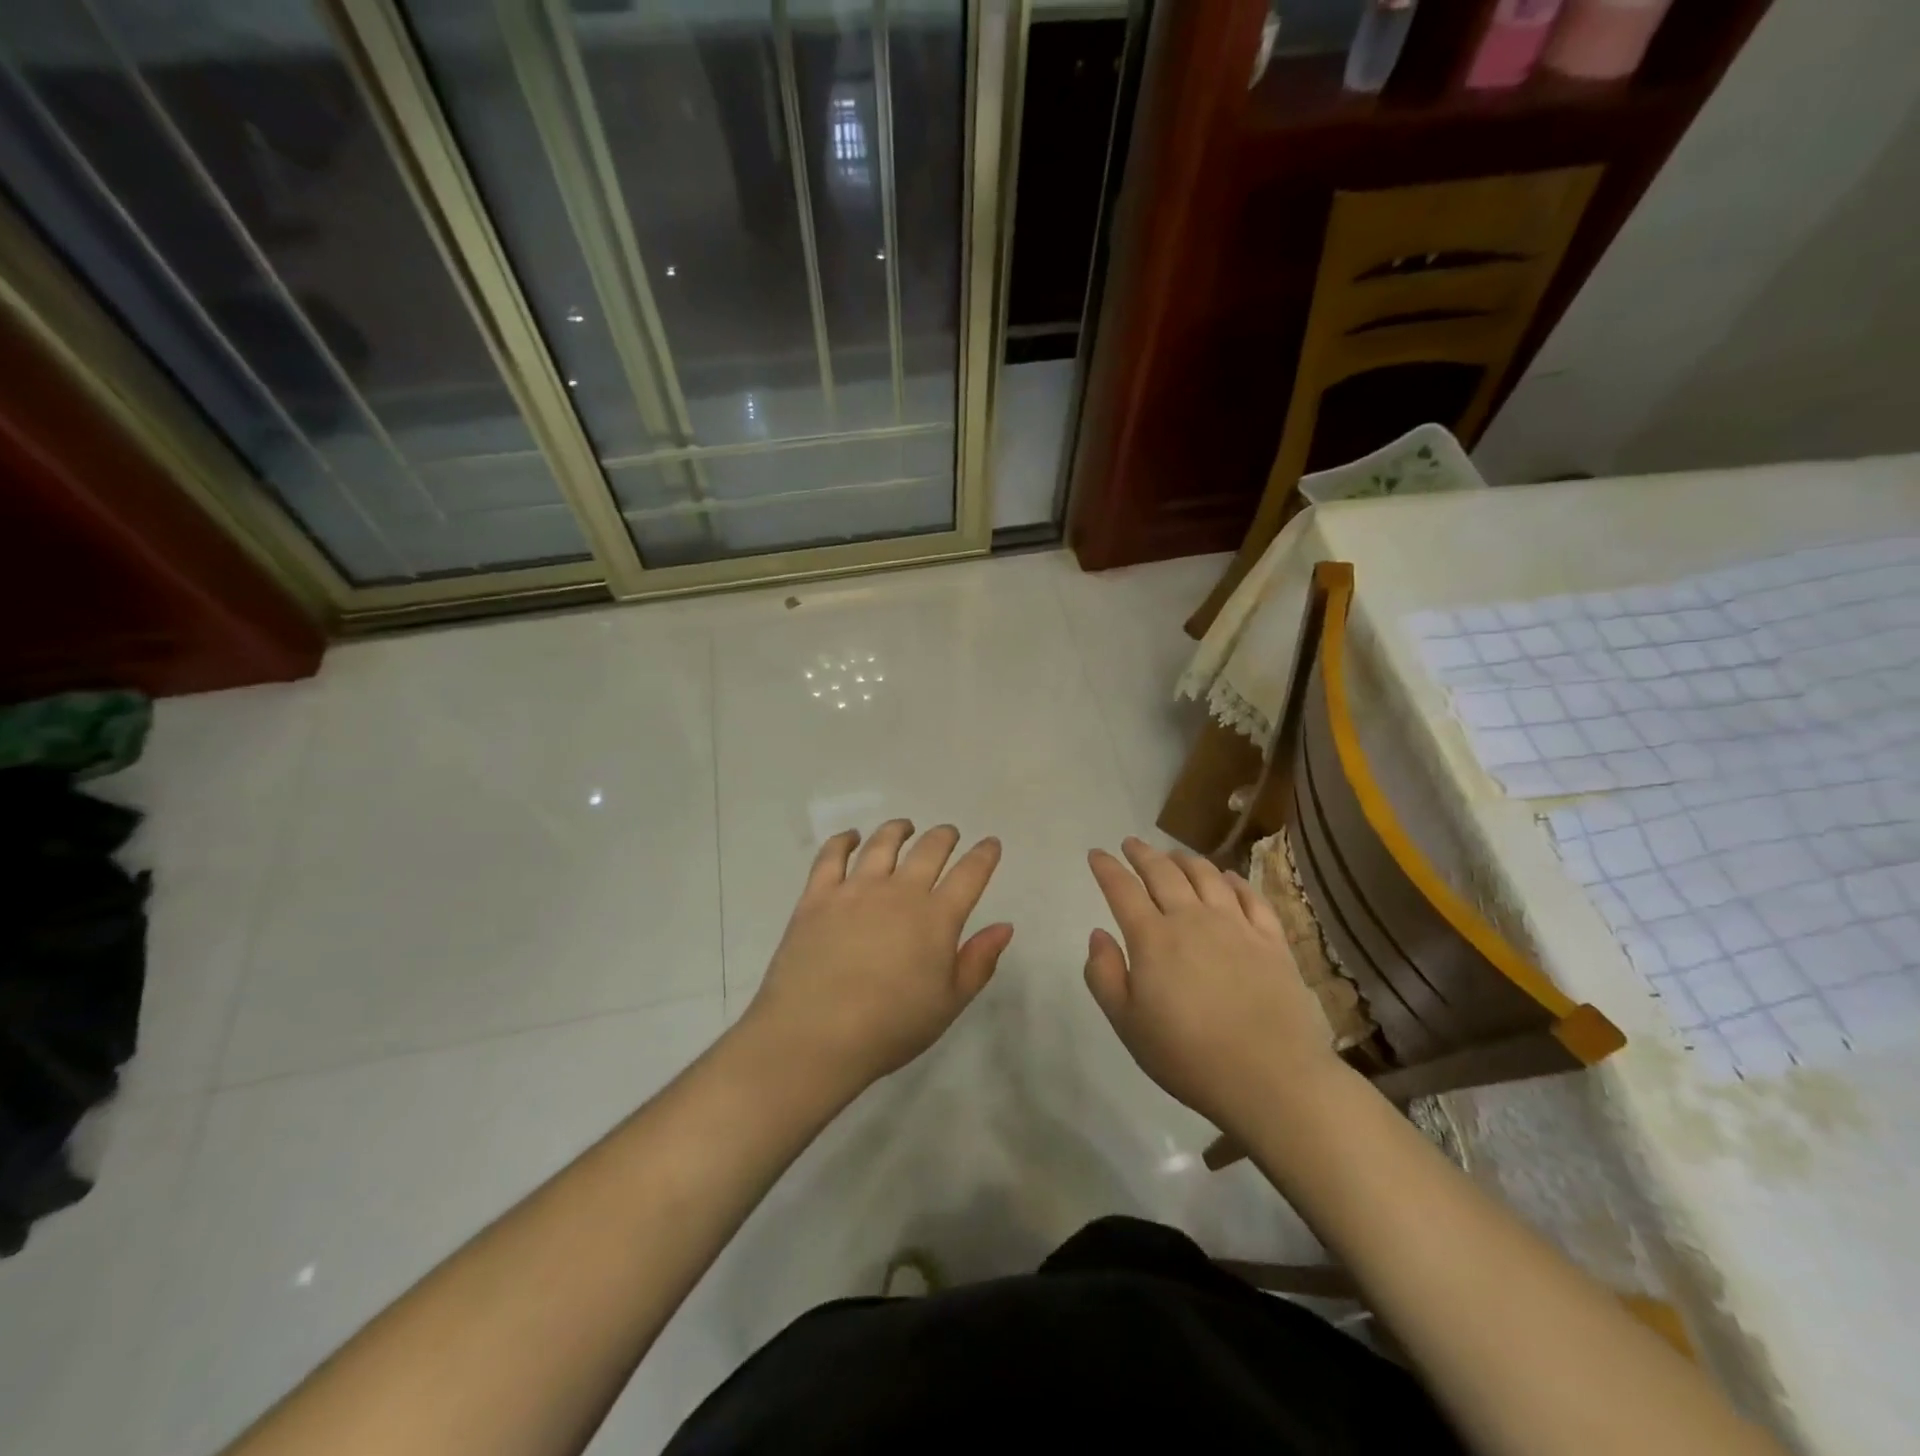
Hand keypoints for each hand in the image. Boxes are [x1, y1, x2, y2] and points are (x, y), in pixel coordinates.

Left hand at [742, 820, 1012, 1093]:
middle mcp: (899, 892)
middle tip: (949, 834)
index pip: (969, 874)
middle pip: (928, 850)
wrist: (814, 1035)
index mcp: (936, 917)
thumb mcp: (948, 1003)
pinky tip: (851, 838)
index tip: (990, 843)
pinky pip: (831, 856)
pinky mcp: (817, 896)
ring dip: (898, 830)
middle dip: (944, 836)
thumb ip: (979, 961)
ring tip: (905, 827)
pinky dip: (844, 841)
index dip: (984, 855)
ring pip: (882, 844)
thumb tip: (1004, 926)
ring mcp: (855, 889)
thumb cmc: (890, 1027)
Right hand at [1084, 837, 1337, 1130]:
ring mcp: (1236, 926)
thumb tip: (1098, 934)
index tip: (1097, 854)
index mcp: (1153, 938)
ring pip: (1207, 876)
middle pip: (1163, 873)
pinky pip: (1251, 896)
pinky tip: (1227, 877)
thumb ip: (1104, 975)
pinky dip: (1234, 879)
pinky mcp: (1271, 940)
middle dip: (1142, 854)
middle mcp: (1192, 919)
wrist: (1271, 1077)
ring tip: (1174, 855)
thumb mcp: (1127, 1024)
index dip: (1107, 869)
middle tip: (1131, 844)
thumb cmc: (1188, 1056)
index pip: (1123, 890)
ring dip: (1185, 860)